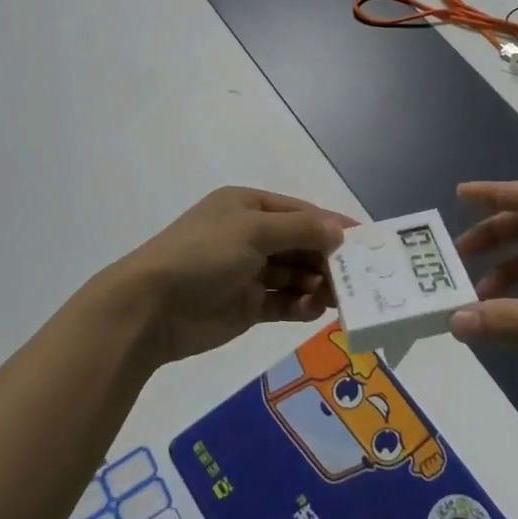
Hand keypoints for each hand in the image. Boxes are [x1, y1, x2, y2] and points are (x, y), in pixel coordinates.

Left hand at [106, 187, 352, 365]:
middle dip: (327, 259)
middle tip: (357, 278)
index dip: (332, 225)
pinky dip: (300, 305)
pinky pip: (283, 302)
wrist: (151, 308)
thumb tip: (340, 230)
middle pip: (301, 244)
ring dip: (317, 284)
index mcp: (248, 207)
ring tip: (337, 299)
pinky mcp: (247, 305)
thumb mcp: (253, 231)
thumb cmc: (202, 254)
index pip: (300, 212)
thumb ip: (300, 229)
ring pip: (296, 274)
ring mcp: (249, 272)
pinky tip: (313, 311)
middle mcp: (250, 236)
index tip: (366, 241)